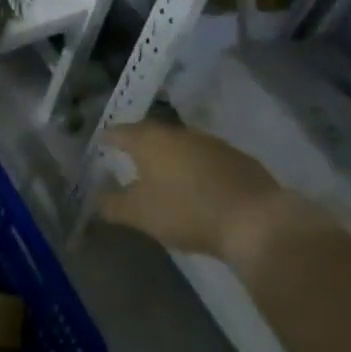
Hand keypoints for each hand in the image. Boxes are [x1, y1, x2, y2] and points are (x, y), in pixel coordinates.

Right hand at [96, 119, 298, 264]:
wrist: (254, 220)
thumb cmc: (186, 211)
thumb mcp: (139, 214)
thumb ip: (111, 204)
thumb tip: (96, 196)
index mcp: (149, 140)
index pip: (119, 131)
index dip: (107, 138)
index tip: (100, 144)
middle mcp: (178, 133)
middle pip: (150, 133)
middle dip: (138, 144)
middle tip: (128, 157)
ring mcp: (210, 142)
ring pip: (180, 144)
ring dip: (169, 155)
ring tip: (161, 172)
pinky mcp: (237, 158)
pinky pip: (205, 157)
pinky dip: (194, 166)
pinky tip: (196, 184)